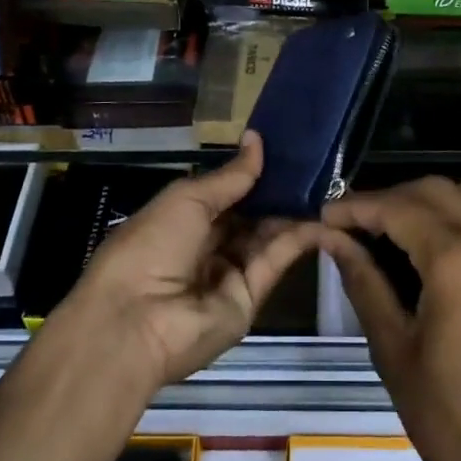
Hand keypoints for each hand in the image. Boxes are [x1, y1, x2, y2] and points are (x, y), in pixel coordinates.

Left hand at [61, 132, 328, 388]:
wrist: (136, 321)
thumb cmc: (151, 245)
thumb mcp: (186, 199)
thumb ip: (229, 176)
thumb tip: (257, 139)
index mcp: (180, 220)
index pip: (223, 194)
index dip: (250, 174)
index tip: (283, 149)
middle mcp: (205, 246)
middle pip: (247, 216)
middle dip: (275, 192)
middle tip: (312, 164)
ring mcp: (228, 274)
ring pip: (265, 237)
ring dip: (291, 212)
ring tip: (324, 184)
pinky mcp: (250, 298)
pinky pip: (275, 262)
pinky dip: (298, 239)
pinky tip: (322, 216)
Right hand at [321, 176, 460, 460]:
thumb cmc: (454, 424)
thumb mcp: (395, 351)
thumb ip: (364, 282)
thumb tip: (334, 239)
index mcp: (458, 258)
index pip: (397, 207)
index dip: (356, 206)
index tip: (325, 215)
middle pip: (436, 190)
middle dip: (391, 198)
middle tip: (355, 226)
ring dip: (432, 200)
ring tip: (399, 233)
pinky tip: (442, 253)